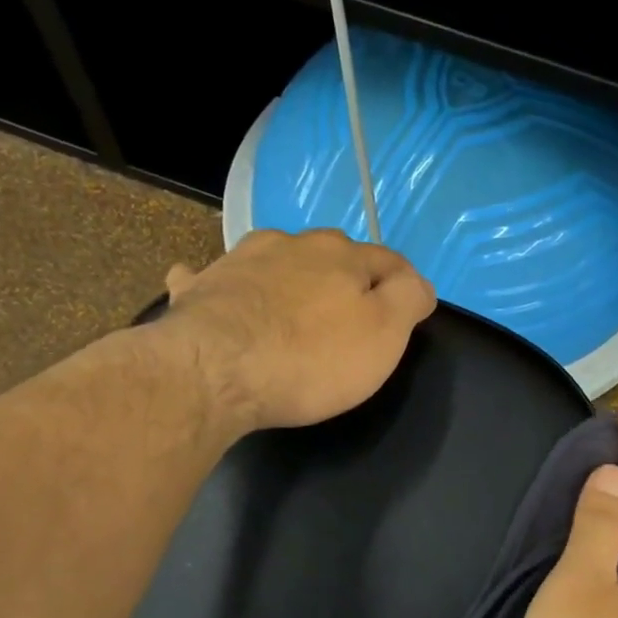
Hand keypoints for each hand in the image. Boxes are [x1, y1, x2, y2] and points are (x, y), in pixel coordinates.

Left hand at [160, 229, 435, 431]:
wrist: (215, 372)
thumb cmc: (311, 359)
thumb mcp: (385, 334)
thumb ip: (409, 299)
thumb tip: (418, 283)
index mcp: (341, 256)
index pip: (387, 260)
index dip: (403, 285)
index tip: (410, 309)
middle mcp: (291, 245)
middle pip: (331, 256)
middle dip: (345, 279)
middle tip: (351, 316)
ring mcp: (239, 261)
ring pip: (275, 260)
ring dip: (288, 276)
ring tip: (291, 305)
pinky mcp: (200, 288)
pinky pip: (213, 278)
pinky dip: (222, 284)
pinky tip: (215, 292)